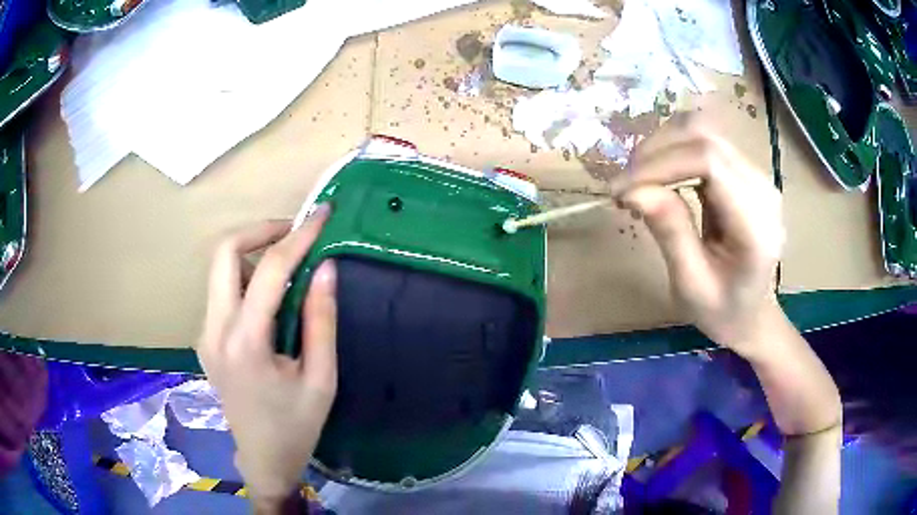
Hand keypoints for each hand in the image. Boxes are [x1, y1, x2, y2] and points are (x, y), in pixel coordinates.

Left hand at [197, 206, 336, 504]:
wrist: (262, 459)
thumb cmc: (297, 426)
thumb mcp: (321, 378)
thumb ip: (321, 319)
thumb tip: (327, 267)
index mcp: (246, 342)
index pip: (269, 270)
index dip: (299, 236)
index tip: (322, 215)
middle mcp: (215, 329)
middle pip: (224, 252)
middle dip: (260, 230)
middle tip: (295, 232)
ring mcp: (205, 333)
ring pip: (219, 268)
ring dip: (252, 250)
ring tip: (288, 258)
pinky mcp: (205, 338)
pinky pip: (221, 290)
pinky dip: (245, 274)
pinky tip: (269, 292)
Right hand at [616, 114, 785, 359]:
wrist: (752, 315)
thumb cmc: (723, 311)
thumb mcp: (691, 285)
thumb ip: (670, 233)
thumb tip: (633, 189)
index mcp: (756, 223)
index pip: (709, 161)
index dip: (661, 164)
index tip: (622, 190)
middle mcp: (762, 187)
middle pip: (704, 136)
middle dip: (655, 151)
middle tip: (625, 185)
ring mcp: (755, 175)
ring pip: (702, 130)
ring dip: (661, 147)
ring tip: (637, 179)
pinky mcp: (743, 171)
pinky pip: (704, 143)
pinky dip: (673, 151)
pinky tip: (657, 176)